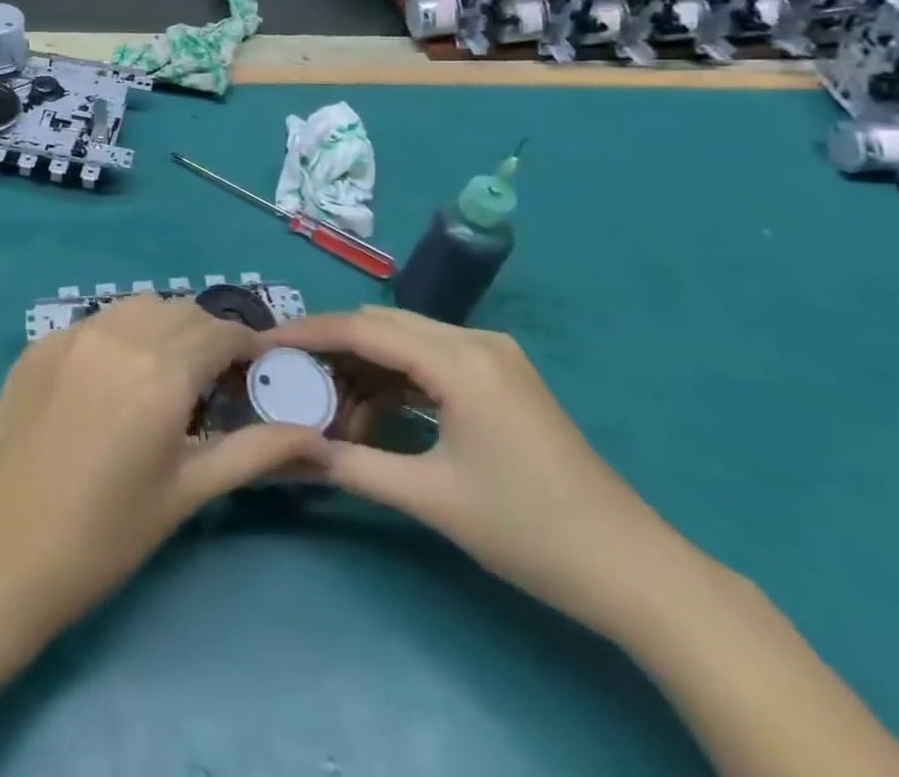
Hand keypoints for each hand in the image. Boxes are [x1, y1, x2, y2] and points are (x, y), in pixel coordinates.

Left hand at [0, 295, 327, 639]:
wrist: (2, 557)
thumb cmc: (105, 537)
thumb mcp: (187, 492)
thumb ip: (254, 453)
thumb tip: (318, 437)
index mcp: (160, 373)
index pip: (220, 332)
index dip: (247, 346)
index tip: (258, 369)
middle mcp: (118, 337)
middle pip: (181, 312)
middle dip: (207, 336)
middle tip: (213, 381)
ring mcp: (71, 335)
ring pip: (137, 306)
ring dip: (163, 327)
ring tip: (163, 374)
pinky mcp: (38, 346)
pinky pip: (95, 323)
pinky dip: (119, 336)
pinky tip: (112, 380)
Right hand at [272, 306, 687, 635]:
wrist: (634, 571)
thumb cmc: (530, 532)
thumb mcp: (432, 499)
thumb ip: (353, 466)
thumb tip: (287, 452)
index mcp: (461, 360)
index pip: (365, 329)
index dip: (310, 333)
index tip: (264, 345)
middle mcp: (475, 341)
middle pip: (382, 327)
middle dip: (332, 350)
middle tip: (288, 379)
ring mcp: (493, 356)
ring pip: (405, 342)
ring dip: (363, 370)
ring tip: (328, 410)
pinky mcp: (500, 377)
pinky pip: (430, 362)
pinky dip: (395, 382)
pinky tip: (371, 415)